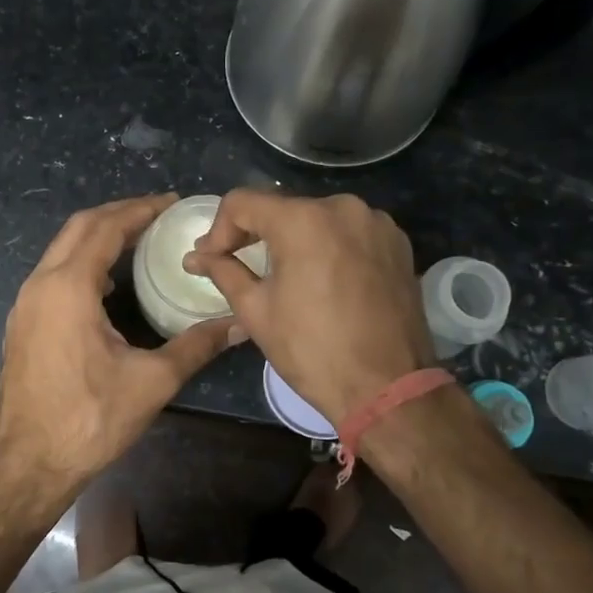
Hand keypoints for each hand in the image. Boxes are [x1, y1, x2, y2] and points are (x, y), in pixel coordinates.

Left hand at [0, 195, 244, 496]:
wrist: (28, 465)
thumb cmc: (90, 419)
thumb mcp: (152, 381)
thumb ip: (197, 345)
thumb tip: (240, 323)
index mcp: (69, 287)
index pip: (105, 227)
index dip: (139, 210)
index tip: (171, 201)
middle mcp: (40, 284)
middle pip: (79, 228)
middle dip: (118, 213)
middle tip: (157, 212)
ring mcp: (25, 304)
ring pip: (61, 249)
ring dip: (97, 236)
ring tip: (138, 239)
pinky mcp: (22, 323)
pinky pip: (53, 273)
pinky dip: (82, 261)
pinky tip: (108, 284)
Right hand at [184, 191, 433, 422]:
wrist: (388, 389)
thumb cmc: (312, 351)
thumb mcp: (256, 311)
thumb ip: (224, 272)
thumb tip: (195, 257)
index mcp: (303, 220)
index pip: (243, 203)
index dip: (218, 229)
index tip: (210, 259)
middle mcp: (342, 207)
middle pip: (282, 208)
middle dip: (255, 234)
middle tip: (237, 264)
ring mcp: (376, 223)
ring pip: (318, 219)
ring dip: (294, 240)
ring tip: (284, 276)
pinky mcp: (398, 243)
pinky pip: (349, 232)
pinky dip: (329, 247)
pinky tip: (324, 279)